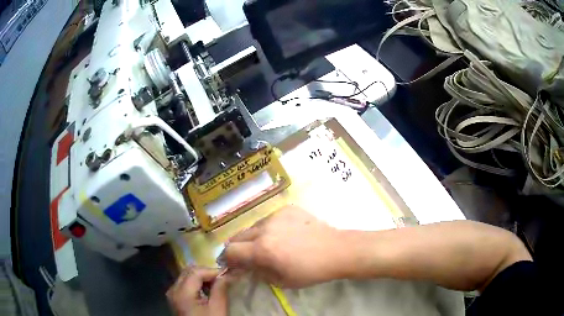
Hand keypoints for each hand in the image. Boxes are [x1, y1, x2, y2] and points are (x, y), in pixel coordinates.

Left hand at [166, 267, 230, 315]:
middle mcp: (173, 290)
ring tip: (215, 286)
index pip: (196, 272)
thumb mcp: (217, 309)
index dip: (212, 271)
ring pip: (186, 276)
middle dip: (206, 273)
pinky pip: (184, 284)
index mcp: (182, 293)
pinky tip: (205, 292)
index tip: (227, 276)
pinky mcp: (174, 298)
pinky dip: (195, 284)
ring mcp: (172, 294)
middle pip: (189, 271)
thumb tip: (226, 275)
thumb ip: (220, 289)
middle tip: (221, 280)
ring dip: (201, 278)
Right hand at [222, 205, 342, 287]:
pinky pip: (270, 219)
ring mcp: (276, 216)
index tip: (234, 264)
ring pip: (254, 226)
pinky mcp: (287, 209)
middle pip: (238, 236)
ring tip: (270, 244)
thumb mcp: (281, 281)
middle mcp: (265, 229)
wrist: (336, 250)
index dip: (229, 259)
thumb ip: (258, 273)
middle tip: (249, 255)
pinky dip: (270, 228)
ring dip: (254, 237)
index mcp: (263, 249)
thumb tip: (246, 267)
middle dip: (238, 247)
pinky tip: (285, 234)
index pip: (231, 251)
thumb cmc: (310, 271)